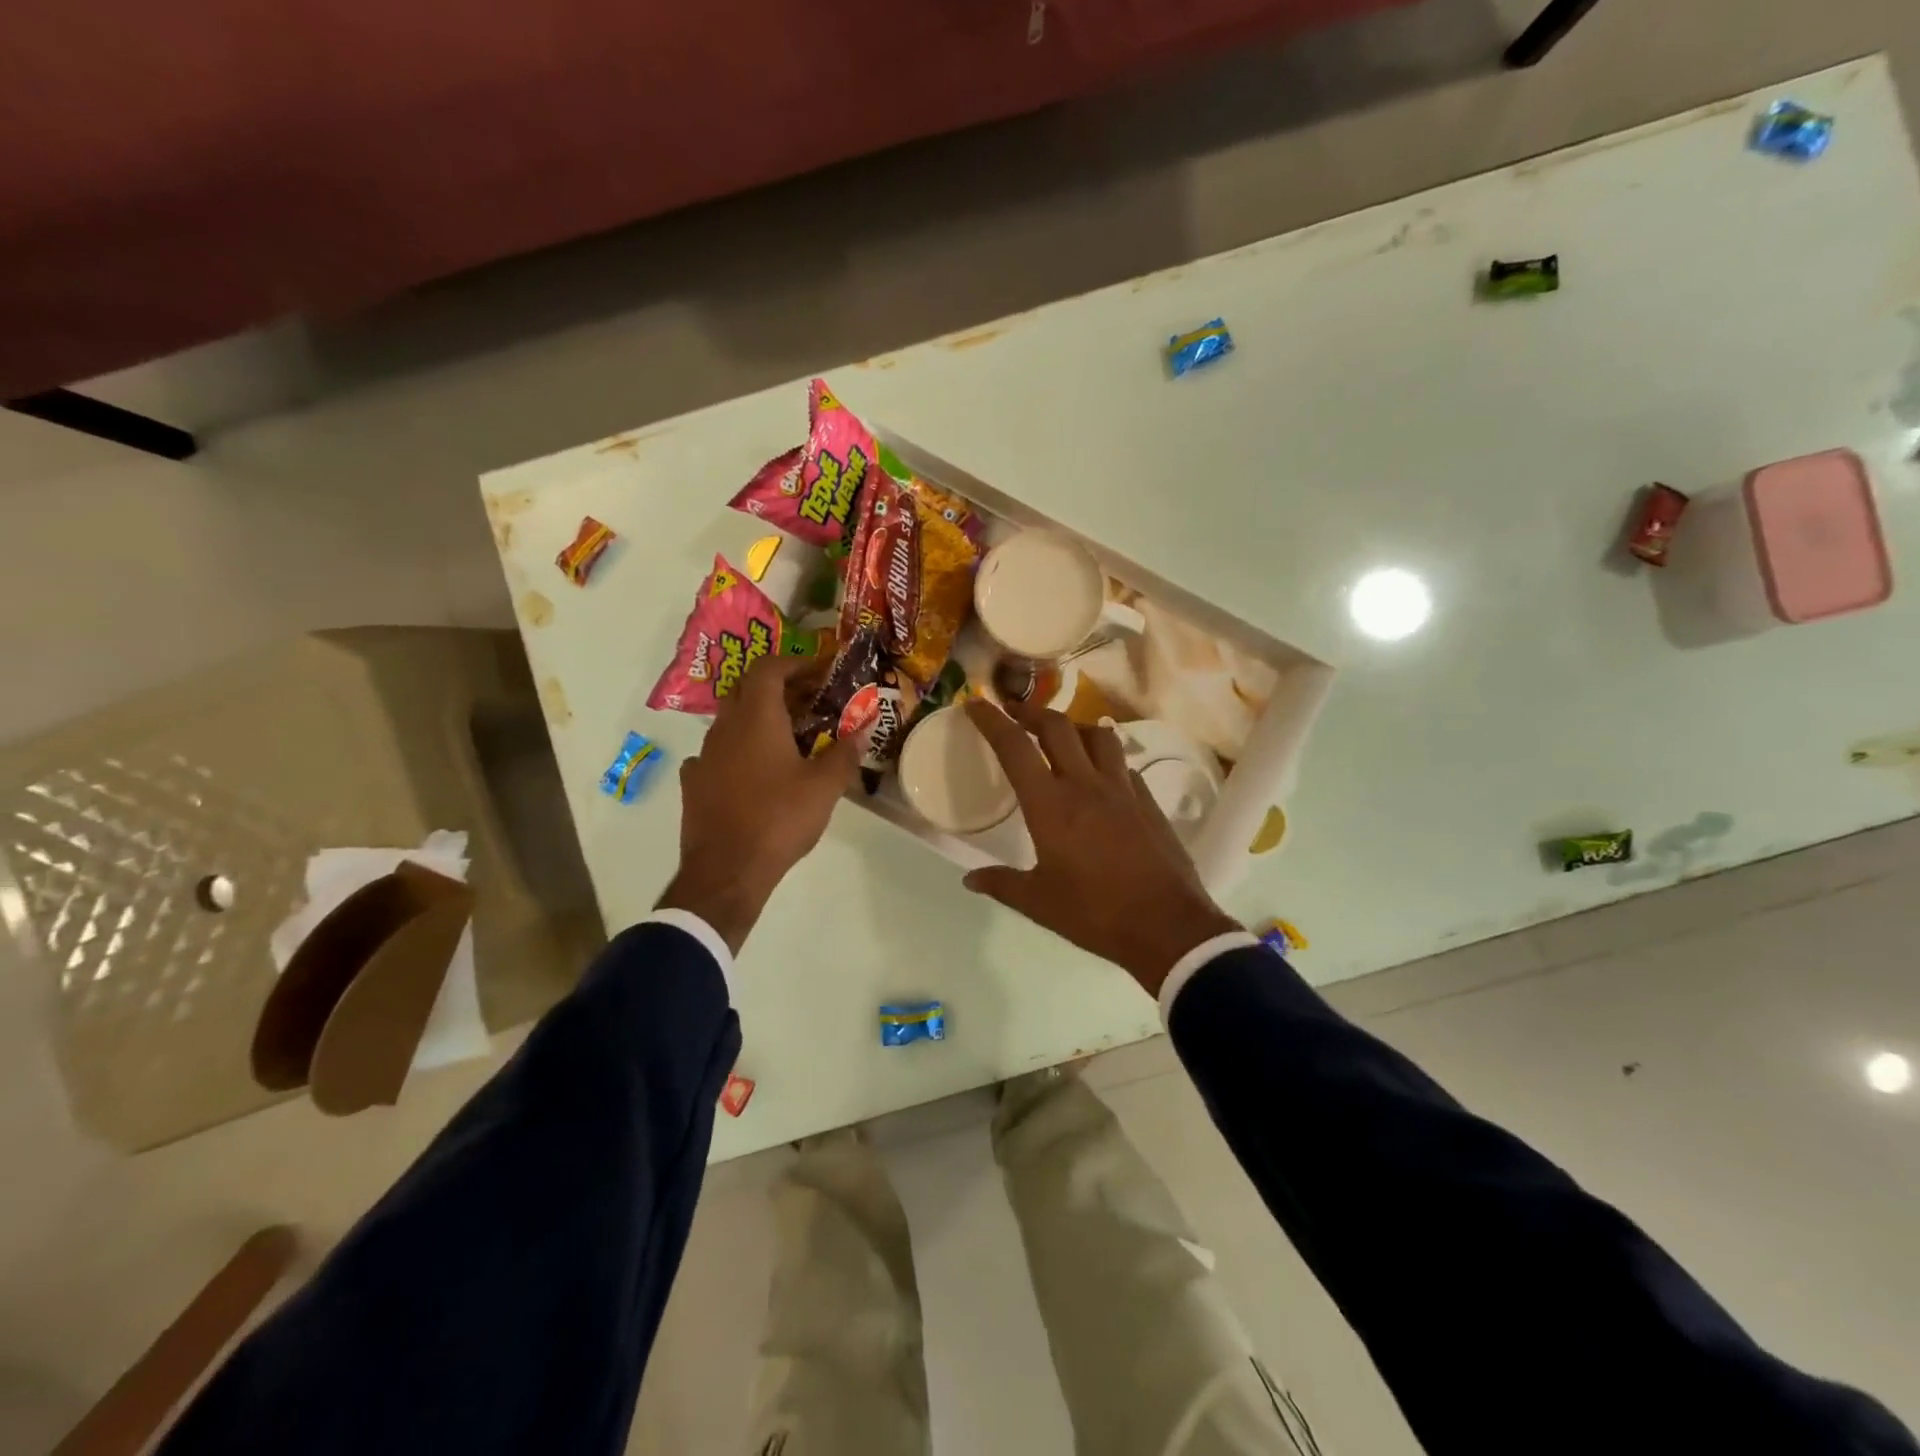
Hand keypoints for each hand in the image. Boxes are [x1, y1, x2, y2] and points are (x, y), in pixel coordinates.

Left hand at [657, 654, 859, 953]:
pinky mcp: (694, 783)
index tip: (819, 671)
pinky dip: (738, 751)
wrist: (727, 871)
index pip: (769, 668)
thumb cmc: (779, 819)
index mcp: (756, 717)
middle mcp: (724, 727)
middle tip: (809, 702)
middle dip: (779, 689)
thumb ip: (845, 753)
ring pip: (731, 721)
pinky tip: (753, 771)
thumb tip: (863, 730)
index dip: (795, 663)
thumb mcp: (824, 787)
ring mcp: (704, 755)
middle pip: (748, 690)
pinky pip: (717, 753)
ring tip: (787, 738)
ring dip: (758, 719)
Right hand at [962, 699, 1239, 996]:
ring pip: (1097, 735)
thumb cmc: (1095, 913)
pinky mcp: (1148, 800)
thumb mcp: (1039, 903)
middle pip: (1057, 727)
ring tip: (1060, 735)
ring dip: (1073, 726)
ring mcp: (1122, 789)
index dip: (992, 720)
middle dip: (1031, 711)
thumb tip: (970, 879)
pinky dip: (1105, 756)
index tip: (976, 703)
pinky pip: (1123, 763)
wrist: (1167, 926)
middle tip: (1014, 711)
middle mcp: (1085, 784)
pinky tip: (1101, 772)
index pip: (1015, 747)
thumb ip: (1002, 884)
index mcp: (1050, 805)